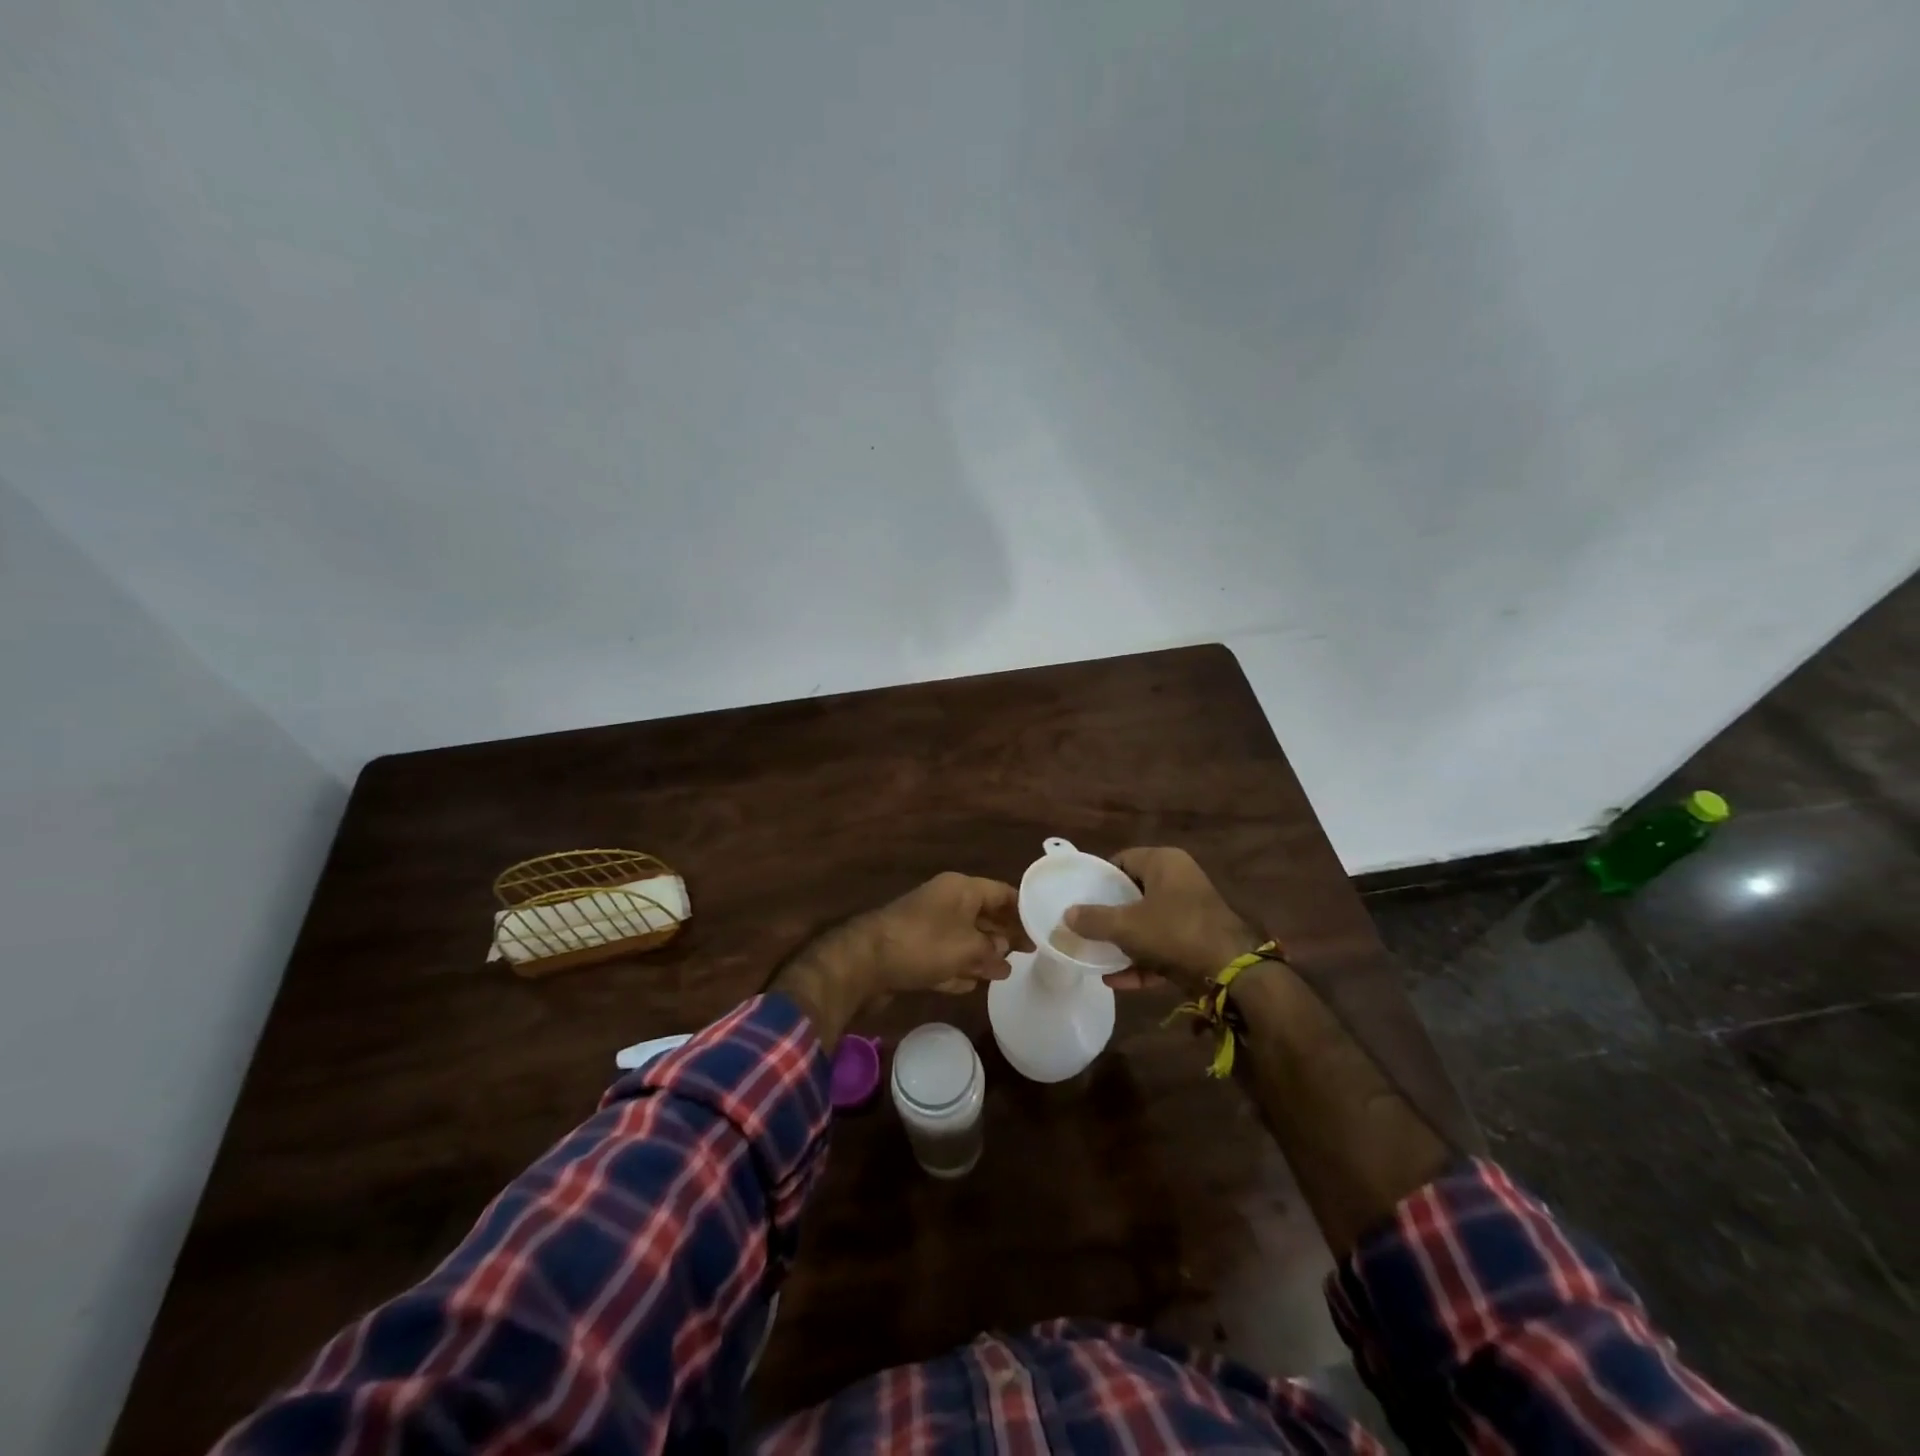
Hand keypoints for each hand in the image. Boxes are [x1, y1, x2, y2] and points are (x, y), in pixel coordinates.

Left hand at [771, 873, 1028, 1047]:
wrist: (865, 962)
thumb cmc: (923, 945)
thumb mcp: (967, 947)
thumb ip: (991, 950)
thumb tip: (1003, 954)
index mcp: (960, 889)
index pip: (1001, 893)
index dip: (1022, 911)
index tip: (1042, 930)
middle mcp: (945, 902)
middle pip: (984, 916)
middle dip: (1004, 935)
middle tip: (1029, 954)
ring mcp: (928, 927)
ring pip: (964, 938)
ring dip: (982, 955)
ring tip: (1005, 972)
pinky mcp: (914, 951)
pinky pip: (945, 957)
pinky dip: (959, 967)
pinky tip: (973, 983)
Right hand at [1064, 847, 1261, 992]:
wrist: (1232, 972)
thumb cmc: (1175, 932)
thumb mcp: (1127, 926)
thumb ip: (1093, 920)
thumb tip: (1066, 915)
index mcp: (1164, 862)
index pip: (1122, 860)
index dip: (1100, 879)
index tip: (1080, 897)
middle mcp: (1179, 880)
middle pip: (1134, 893)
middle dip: (1109, 914)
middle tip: (1084, 926)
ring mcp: (1190, 911)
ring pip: (1147, 922)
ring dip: (1123, 941)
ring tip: (1096, 955)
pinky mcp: (1197, 940)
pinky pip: (1161, 946)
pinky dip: (1141, 960)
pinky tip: (1116, 981)